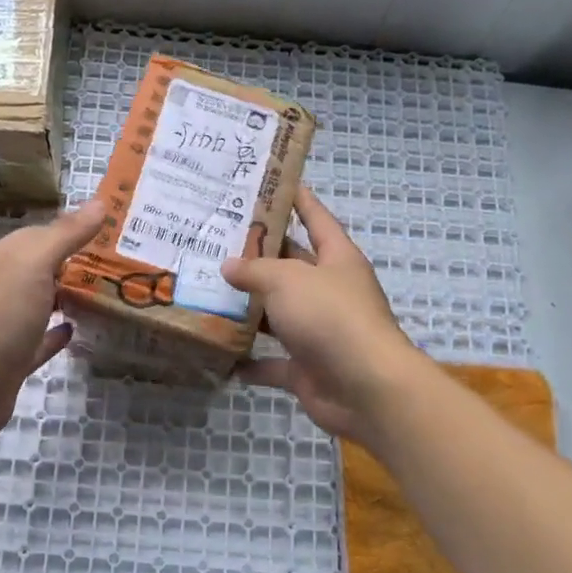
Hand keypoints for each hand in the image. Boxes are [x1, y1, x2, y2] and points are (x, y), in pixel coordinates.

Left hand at [0, 200, 105, 437]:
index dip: (71, 231)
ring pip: (40, 302)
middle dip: (72, 262)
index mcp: (0, 259)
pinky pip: (39, 338)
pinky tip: (75, 328)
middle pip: (39, 268)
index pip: (39, 235)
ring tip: (104, 292)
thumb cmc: (2, 314)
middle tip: (117, 262)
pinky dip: (56, 332)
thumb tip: (99, 202)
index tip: (110, 232)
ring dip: (65, 295)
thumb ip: (66, 234)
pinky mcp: (13, 357)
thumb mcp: (35, 264)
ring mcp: (4, 323)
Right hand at [221, 188, 426, 440]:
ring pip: (278, 315)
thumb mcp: (287, 280)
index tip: (277, 185)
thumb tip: (229, 266)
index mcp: (337, 260)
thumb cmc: (330, 316)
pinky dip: (250, 362)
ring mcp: (320, 332)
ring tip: (207, 294)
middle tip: (217, 243)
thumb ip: (255, 270)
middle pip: (292, 268)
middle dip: (259, 257)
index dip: (300, 201)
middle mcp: (330, 292)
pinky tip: (221, 356)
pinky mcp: (308, 368)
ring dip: (248, 310)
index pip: (317, 220)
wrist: (364, 387)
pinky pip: (273, 363)